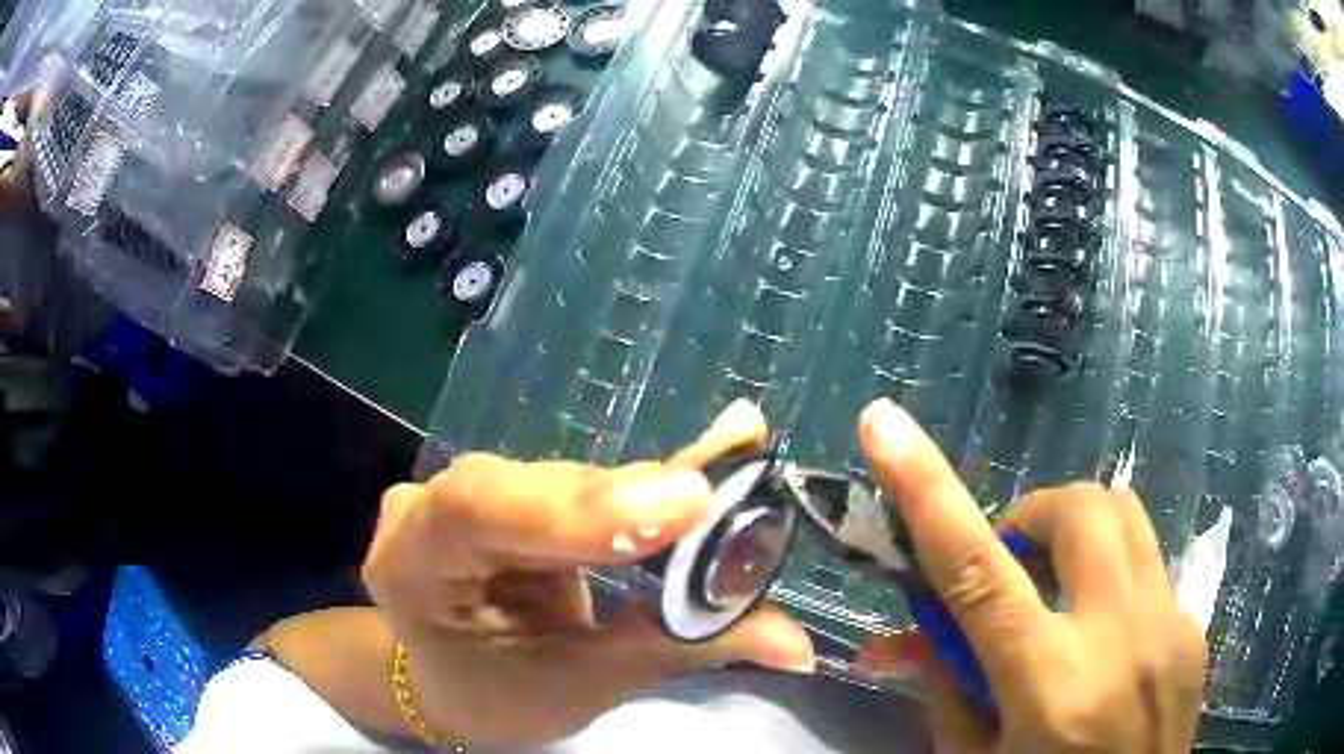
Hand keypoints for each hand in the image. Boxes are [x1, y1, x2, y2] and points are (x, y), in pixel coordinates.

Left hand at [361, 400, 813, 747]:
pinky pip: (581, 487)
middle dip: (629, 506)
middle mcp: (428, 510)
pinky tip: (698, 472)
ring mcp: (468, 493)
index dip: (575, 507)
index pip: (476, 513)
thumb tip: (795, 644)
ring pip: (567, 484)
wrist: (453, 682)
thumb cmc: (495, 695)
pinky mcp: (512, 493)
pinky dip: (640, 494)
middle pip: (532, 490)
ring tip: (718, 501)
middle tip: (720, 509)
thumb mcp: (575, 686)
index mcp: (410, 564)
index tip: (680, 507)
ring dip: (645, 501)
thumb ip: (676, 651)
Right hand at [857, 399, 1205, 752]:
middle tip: (1011, 568)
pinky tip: (1104, 640)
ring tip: (1058, 591)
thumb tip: (905, 637)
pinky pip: (1149, 569)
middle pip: (1081, 509)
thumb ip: (946, 693)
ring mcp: (1170, 625)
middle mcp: (1121, 639)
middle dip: (1034, 517)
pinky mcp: (1195, 628)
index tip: (882, 422)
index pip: (976, 570)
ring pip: (1126, 518)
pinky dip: (1111, 581)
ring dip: (1079, 533)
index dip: (926, 489)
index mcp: (1050, 685)